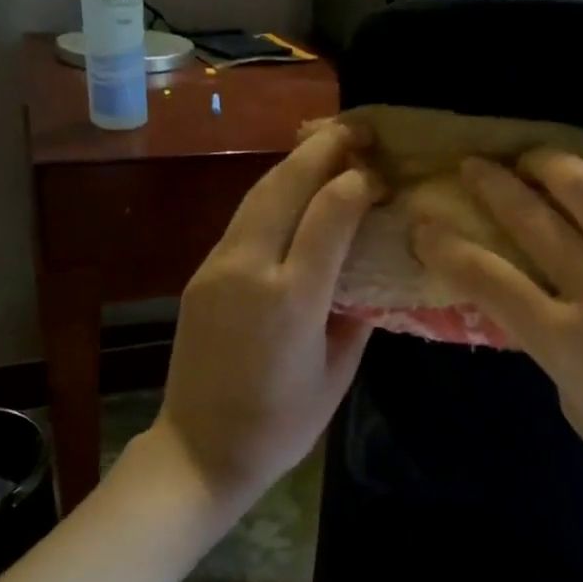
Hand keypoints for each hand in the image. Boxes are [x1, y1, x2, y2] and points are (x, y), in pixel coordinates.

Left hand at [154, 122, 380, 506]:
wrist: (199, 451)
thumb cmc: (281, 425)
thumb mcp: (337, 374)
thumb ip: (357, 313)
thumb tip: (371, 267)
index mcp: (292, 298)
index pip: (330, 213)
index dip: (360, 183)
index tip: (383, 177)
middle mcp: (249, 269)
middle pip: (286, 186)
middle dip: (323, 149)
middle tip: (357, 130)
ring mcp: (217, 268)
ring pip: (257, 194)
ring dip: (294, 163)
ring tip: (328, 145)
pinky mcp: (200, 274)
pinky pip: (242, 219)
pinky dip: (273, 193)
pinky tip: (293, 190)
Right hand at [412, 150, 582, 534]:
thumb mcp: (579, 409)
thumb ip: (554, 348)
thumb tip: (545, 305)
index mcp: (566, 339)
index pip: (487, 279)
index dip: (446, 247)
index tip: (426, 224)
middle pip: (533, 218)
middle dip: (492, 184)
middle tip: (474, 164)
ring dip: (554, 166)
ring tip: (539, 160)